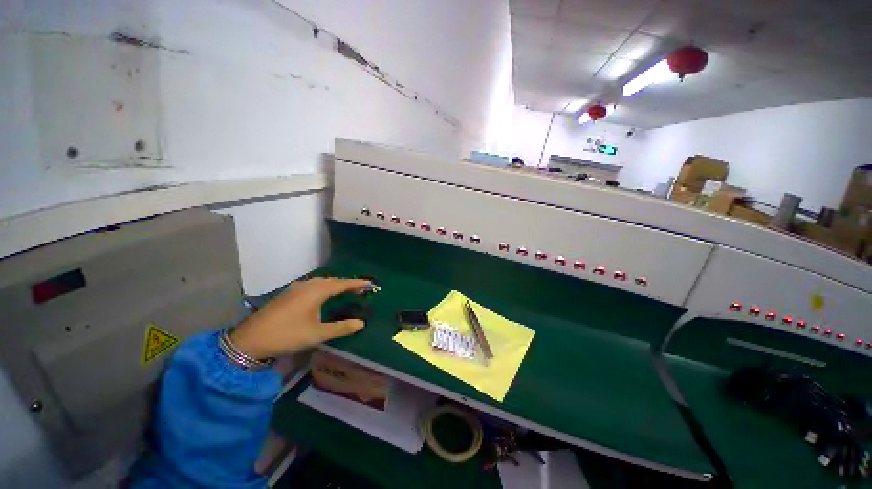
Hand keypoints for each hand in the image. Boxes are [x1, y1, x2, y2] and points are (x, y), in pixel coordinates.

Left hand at [229, 277, 370, 359]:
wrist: (250, 340)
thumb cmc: (287, 335)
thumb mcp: (317, 334)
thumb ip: (341, 328)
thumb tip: (362, 323)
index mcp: (316, 291)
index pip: (342, 284)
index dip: (357, 283)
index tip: (370, 283)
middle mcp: (307, 285)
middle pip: (332, 280)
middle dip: (347, 283)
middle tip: (360, 289)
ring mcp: (295, 288)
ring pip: (321, 282)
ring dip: (334, 285)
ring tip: (344, 291)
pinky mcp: (287, 294)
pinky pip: (312, 285)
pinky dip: (323, 287)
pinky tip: (322, 295)